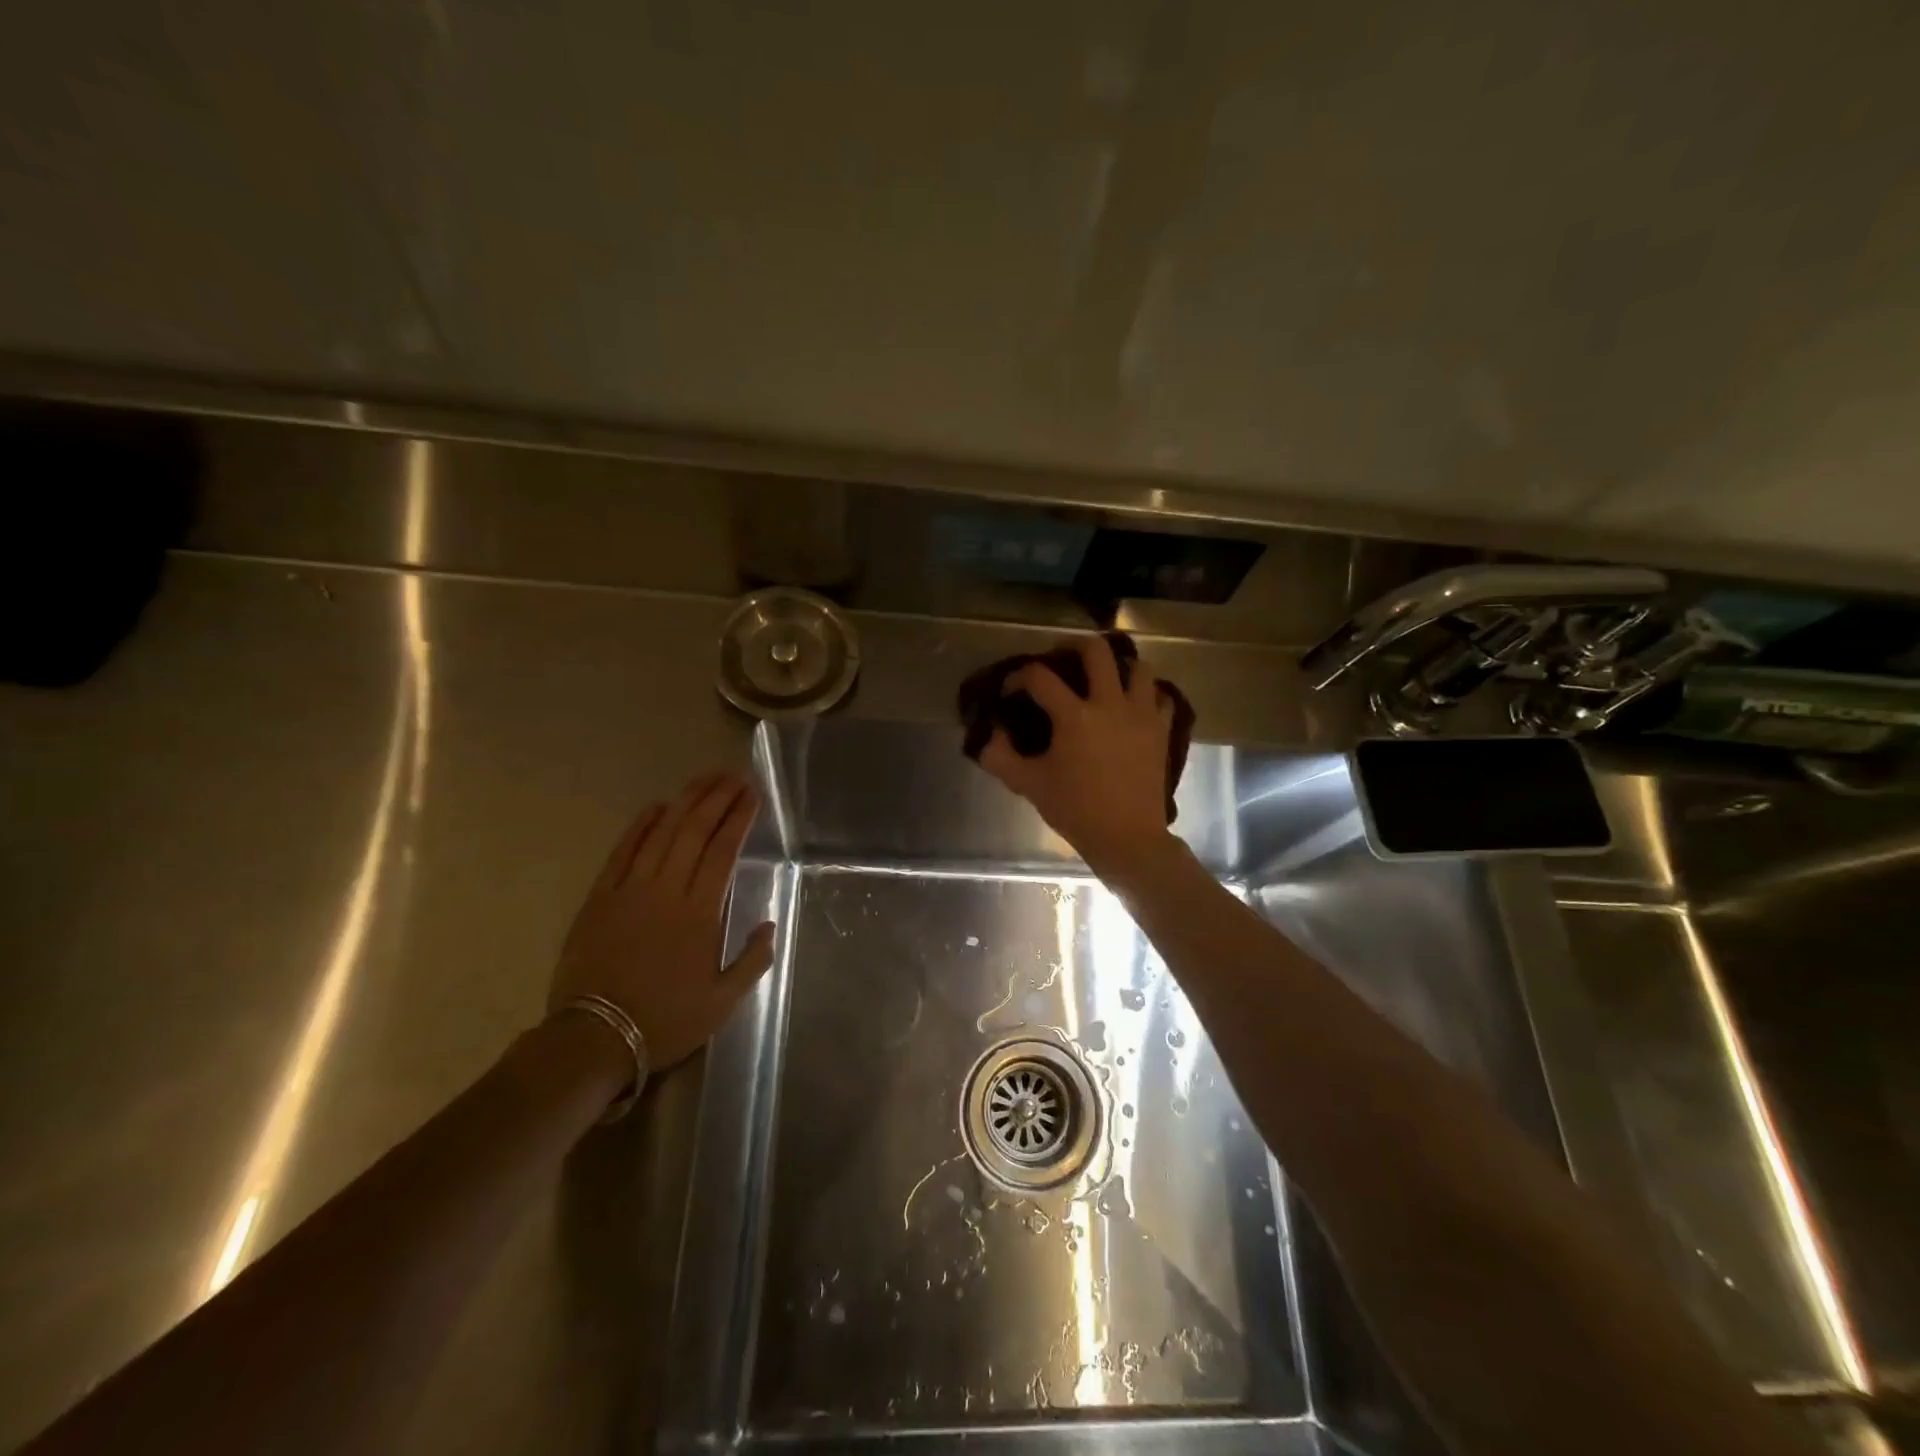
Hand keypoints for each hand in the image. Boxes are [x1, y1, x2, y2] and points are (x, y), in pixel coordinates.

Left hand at [550, 772, 775, 1071]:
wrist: (594, 1038)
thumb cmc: (665, 1020)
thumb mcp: (723, 1001)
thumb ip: (752, 960)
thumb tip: (767, 924)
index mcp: (700, 912)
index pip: (724, 850)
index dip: (739, 818)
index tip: (752, 795)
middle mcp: (667, 889)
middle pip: (694, 831)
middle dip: (717, 799)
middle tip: (734, 776)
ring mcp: (630, 890)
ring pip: (662, 833)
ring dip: (685, 802)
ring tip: (704, 779)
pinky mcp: (600, 897)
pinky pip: (622, 852)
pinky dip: (640, 826)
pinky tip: (655, 807)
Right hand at [978, 637, 1177, 881]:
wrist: (1127, 838)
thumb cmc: (1076, 810)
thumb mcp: (1029, 785)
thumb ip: (1001, 757)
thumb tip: (989, 735)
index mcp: (1074, 716)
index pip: (1039, 677)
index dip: (1018, 677)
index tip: (1010, 691)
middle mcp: (1110, 704)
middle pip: (1097, 650)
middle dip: (1073, 645)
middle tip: (1061, 658)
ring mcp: (1141, 715)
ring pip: (1139, 667)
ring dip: (1119, 666)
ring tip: (1104, 679)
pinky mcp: (1161, 731)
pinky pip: (1161, 698)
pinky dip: (1148, 695)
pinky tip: (1134, 705)